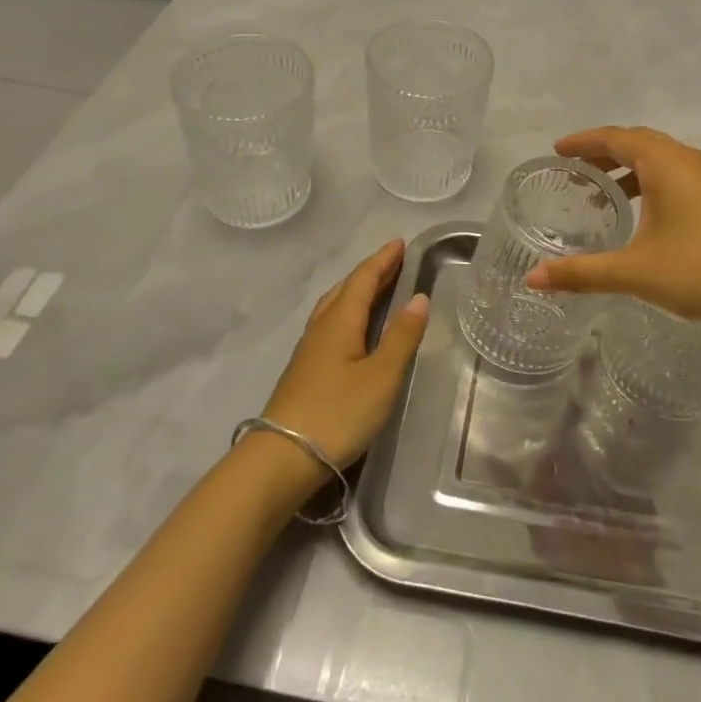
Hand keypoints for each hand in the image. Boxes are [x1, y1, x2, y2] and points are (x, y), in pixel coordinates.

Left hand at [261, 240, 430, 474]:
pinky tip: (352, 329)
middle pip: (346, 289)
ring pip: (334, 307)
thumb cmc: (337, 413)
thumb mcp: (381, 376)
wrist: (281, 458)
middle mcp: (321, 328)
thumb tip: (419, 298)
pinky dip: (347, 313)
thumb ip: (401, 337)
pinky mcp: (304, 371)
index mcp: (340, 321)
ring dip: (356, 291)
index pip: (363, 279)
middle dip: (371, 272)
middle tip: (394, 261)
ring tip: (375, 288)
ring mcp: (308, 350)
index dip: (382, 260)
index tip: (399, 243)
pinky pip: (329, 325)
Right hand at [525, 127, 700, 330]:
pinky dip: (654, 184)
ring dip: (631, 170)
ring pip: (663, 160)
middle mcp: (690, 160)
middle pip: (639, 142)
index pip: (615, 137)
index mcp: (665, 163)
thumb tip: (533, 280)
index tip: (558, 150)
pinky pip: (680, 176)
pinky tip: (648, 217)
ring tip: (605, 196)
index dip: (583, 141)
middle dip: (605, 153)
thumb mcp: (635, 272)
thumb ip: (581, 273)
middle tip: (576, 171)